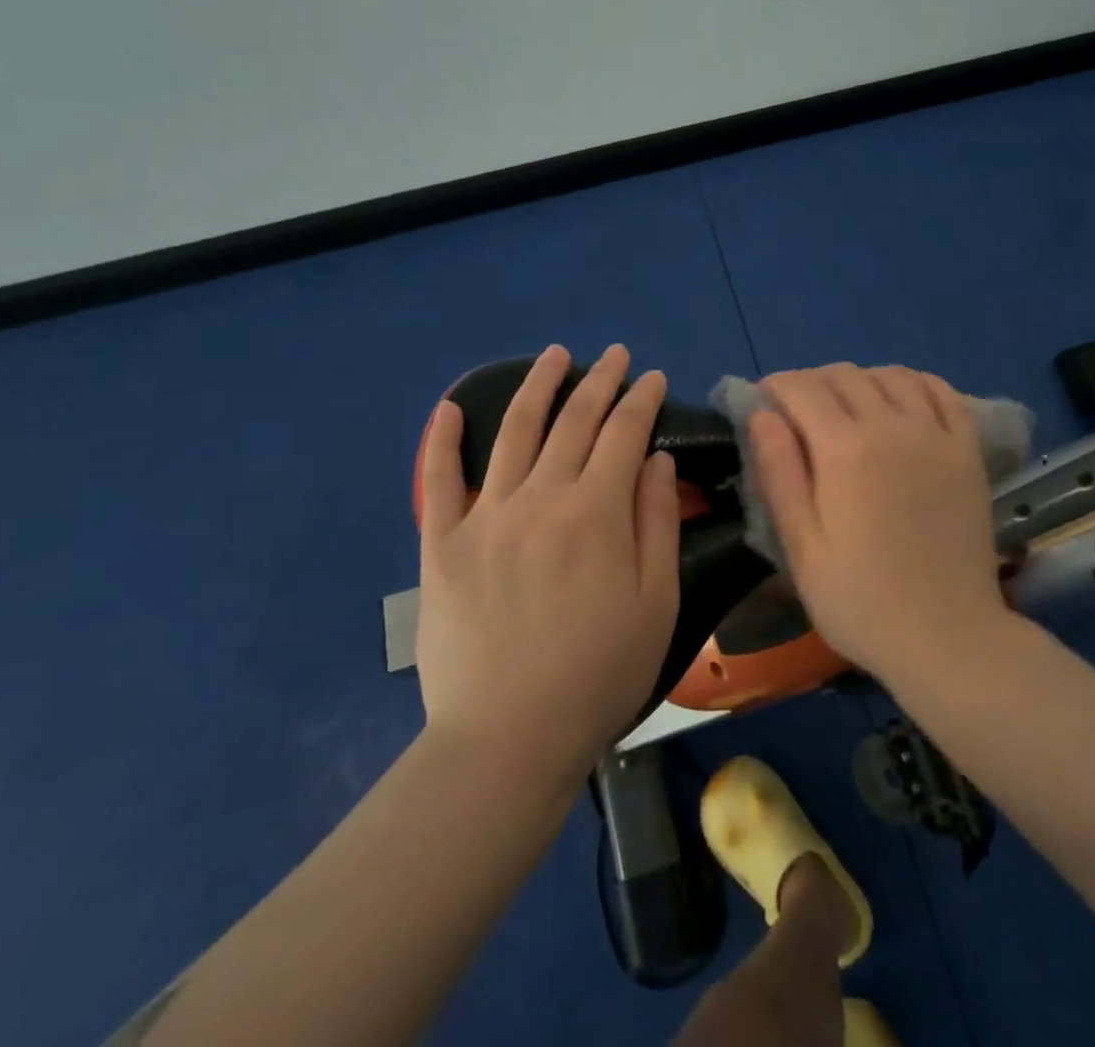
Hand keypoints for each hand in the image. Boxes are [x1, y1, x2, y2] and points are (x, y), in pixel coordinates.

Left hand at [413, 344, 679, 784]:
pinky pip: (439, 480)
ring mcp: (486, 516)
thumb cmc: (598, 674)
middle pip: (574, 422)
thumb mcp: (655, 602)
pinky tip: (452, 407)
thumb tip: (653, 460)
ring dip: (539, 387)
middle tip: (616, 355)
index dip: (641, 400)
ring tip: (555, 355)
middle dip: (600, 381)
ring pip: (515, 432)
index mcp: (596, 512)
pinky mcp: (443, 544)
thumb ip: (656, 522)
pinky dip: (443, 439)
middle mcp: (540, 498)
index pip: (624, 434)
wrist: (507, 738)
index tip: (654, 377)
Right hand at [749, 364, 1006, 682]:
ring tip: (847, 408)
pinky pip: (940, 391)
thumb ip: (779, 473)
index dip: (776, 386)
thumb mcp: (801, 546)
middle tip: (798, 413)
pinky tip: (900, 401)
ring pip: (891, 375)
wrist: (948, 637)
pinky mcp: (967, 449)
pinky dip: (913, 382)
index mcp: (844, 450)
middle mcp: (892, 426)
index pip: (802, 389)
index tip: (764, 402)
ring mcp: (936, 434)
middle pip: (844, 375)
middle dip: (812, 382)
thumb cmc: (860, 601)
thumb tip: (761, 414)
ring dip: (859, 380)